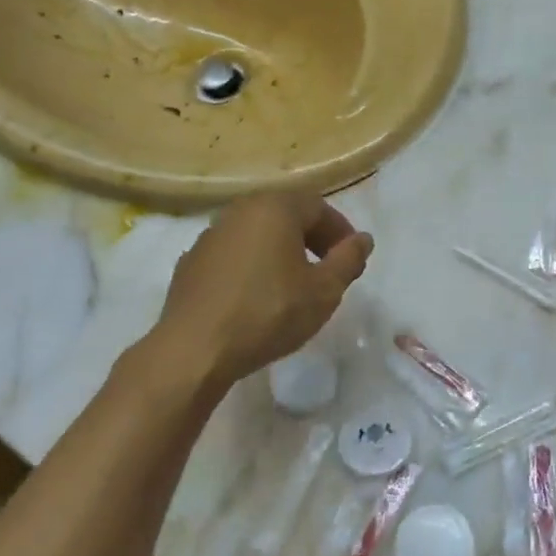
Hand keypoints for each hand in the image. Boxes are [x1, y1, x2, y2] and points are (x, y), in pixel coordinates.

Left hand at [156, 190, 372, 386]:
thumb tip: (363, 240)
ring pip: (257, 233)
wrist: (195, 349)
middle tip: (328, 268)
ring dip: (281, 250)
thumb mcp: (324, 291)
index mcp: (274, 208)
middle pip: (286, 214)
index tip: (351, 259)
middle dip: (312, 238)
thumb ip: (348, 260)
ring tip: (294, 284)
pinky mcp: (192, 261)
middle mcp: (240, 210)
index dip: (340, 231)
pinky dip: (253, 265)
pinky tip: (258, 296)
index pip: (318, 206)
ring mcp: (211, 235)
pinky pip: (234, 253)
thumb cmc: (269, 313)